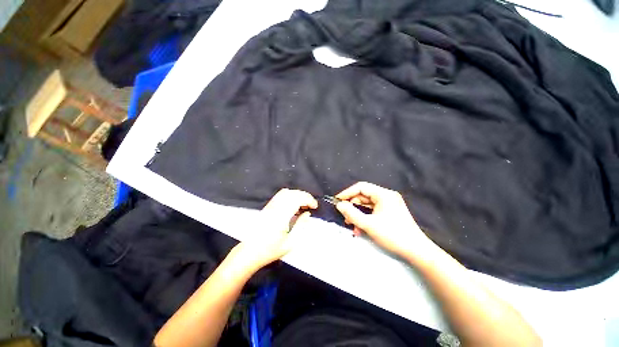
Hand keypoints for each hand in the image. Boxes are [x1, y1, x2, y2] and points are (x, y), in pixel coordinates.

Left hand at [234, 188, 317, 272]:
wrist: (249, 252)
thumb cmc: (270, 250)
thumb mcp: (290, 243)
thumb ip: (301, 226)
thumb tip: (308, 214)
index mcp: (281, 216)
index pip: (297, 199)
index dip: (308, 199)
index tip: (315, 206)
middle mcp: (275, 208)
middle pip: (292, 193)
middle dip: (304, 196)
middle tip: (311, 205)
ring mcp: (269, 206)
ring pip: (285, 192)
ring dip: (297, 195)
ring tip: (303, 204)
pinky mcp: (267, 207)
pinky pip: (280, 195)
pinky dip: (290, 196)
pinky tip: (293, 205)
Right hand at [335, 182, 436, 260]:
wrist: (417, 251)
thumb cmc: (393, 235)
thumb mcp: (368, 224)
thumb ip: (351, 213)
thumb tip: (339, 205)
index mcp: (383, 194)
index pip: (361, 187)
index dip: (347, 193)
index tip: (337, 201)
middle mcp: (386, 196)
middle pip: (363, 196)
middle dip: (352, 206)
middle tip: (345, 217)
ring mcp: (389, 204)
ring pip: (367, 205)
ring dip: (358, 214)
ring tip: (352, 226)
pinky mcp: (390, 212)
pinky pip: (373, 211)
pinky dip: (365, 218)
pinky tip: (360, 229)